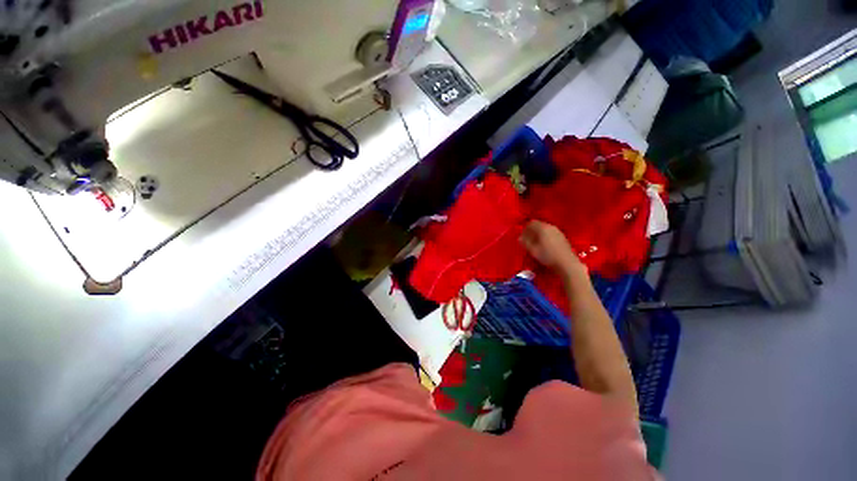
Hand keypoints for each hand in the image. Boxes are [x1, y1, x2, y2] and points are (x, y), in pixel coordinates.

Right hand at [520, 220, 585, 276]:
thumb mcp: (532, 250)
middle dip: (531, 231)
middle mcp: (551, 227)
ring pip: (545, 229)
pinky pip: (551, 233)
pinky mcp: (562, 238)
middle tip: (527, 239)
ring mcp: (558, 232)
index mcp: (543, 228)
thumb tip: (519, 238)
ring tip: (535, 243)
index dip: (525, 229)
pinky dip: (545, 237)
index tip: (521, 236)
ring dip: (538, 234)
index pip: (531, 223)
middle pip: (539, 225)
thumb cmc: (547, 256)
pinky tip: (544, 246)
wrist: (566, 263)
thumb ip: (525, 242)